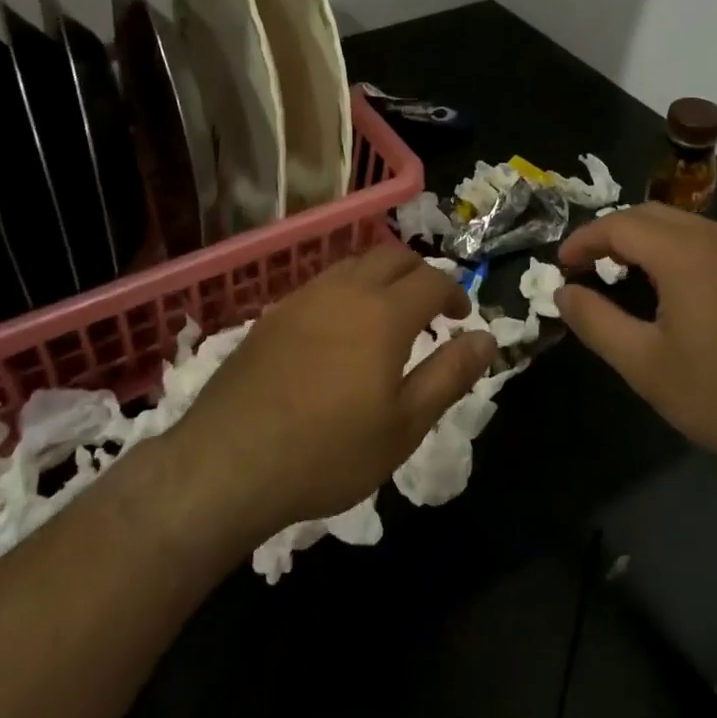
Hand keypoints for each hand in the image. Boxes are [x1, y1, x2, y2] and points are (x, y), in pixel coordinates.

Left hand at [166, 244, 494, 544]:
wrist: (229, 462)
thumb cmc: (328, 451)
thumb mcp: (404, 425)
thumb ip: (450, 376)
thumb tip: (487, 338)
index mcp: (384, 313)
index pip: (432, 280)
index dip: (454, 291)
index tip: (462, 316)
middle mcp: (346, 290)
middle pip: (393, 256)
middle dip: (420, 272)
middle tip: (431, 307)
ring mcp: (304, 297)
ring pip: (354, 263)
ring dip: (381, 276)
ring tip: (388, 312)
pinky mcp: (274, 313)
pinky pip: (323, 283)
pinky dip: (347, 289)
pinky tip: (340, 328)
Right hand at [556, 204, 716, 480]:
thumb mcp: (646, 365)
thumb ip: (596, 322)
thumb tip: (563, 293)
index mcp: (682, 251)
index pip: (618, 225)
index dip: (583, 240)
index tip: (560, 265)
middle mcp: (714, 236)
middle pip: (648, 215)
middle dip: (610, 233)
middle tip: (586, 266)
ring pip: (678, 224)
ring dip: (642, 239)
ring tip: (619, 274)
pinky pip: (703, 240)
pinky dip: (671, 249)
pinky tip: (668, 286)